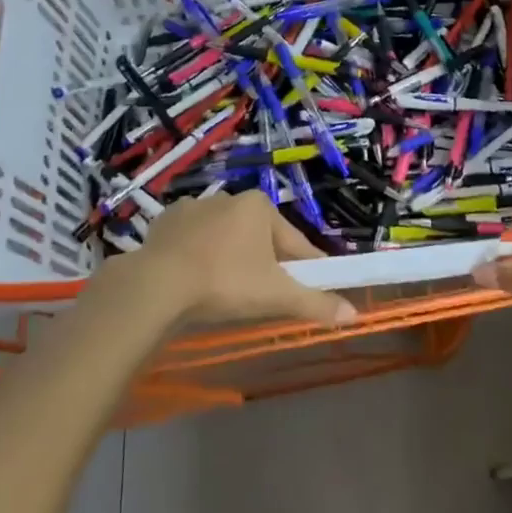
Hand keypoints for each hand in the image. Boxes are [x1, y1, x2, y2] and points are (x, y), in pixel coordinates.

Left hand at [118, 193, 357, 327]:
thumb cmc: (226, 282)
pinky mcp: (165, 223)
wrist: (157, 285)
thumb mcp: (276, 296)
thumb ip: (315, 303)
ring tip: (224, 292)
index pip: (294, 241)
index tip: (310, 288)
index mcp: (259, 206)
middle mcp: (228, 198)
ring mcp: (193, 207)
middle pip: (258, 237)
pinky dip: (196, 256)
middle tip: (261, 297)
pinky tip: (193, 280)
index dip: (304, 267)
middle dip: (263, 263)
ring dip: (229, 258)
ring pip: (223, 237)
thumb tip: (354, 314)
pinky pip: (190, 240)